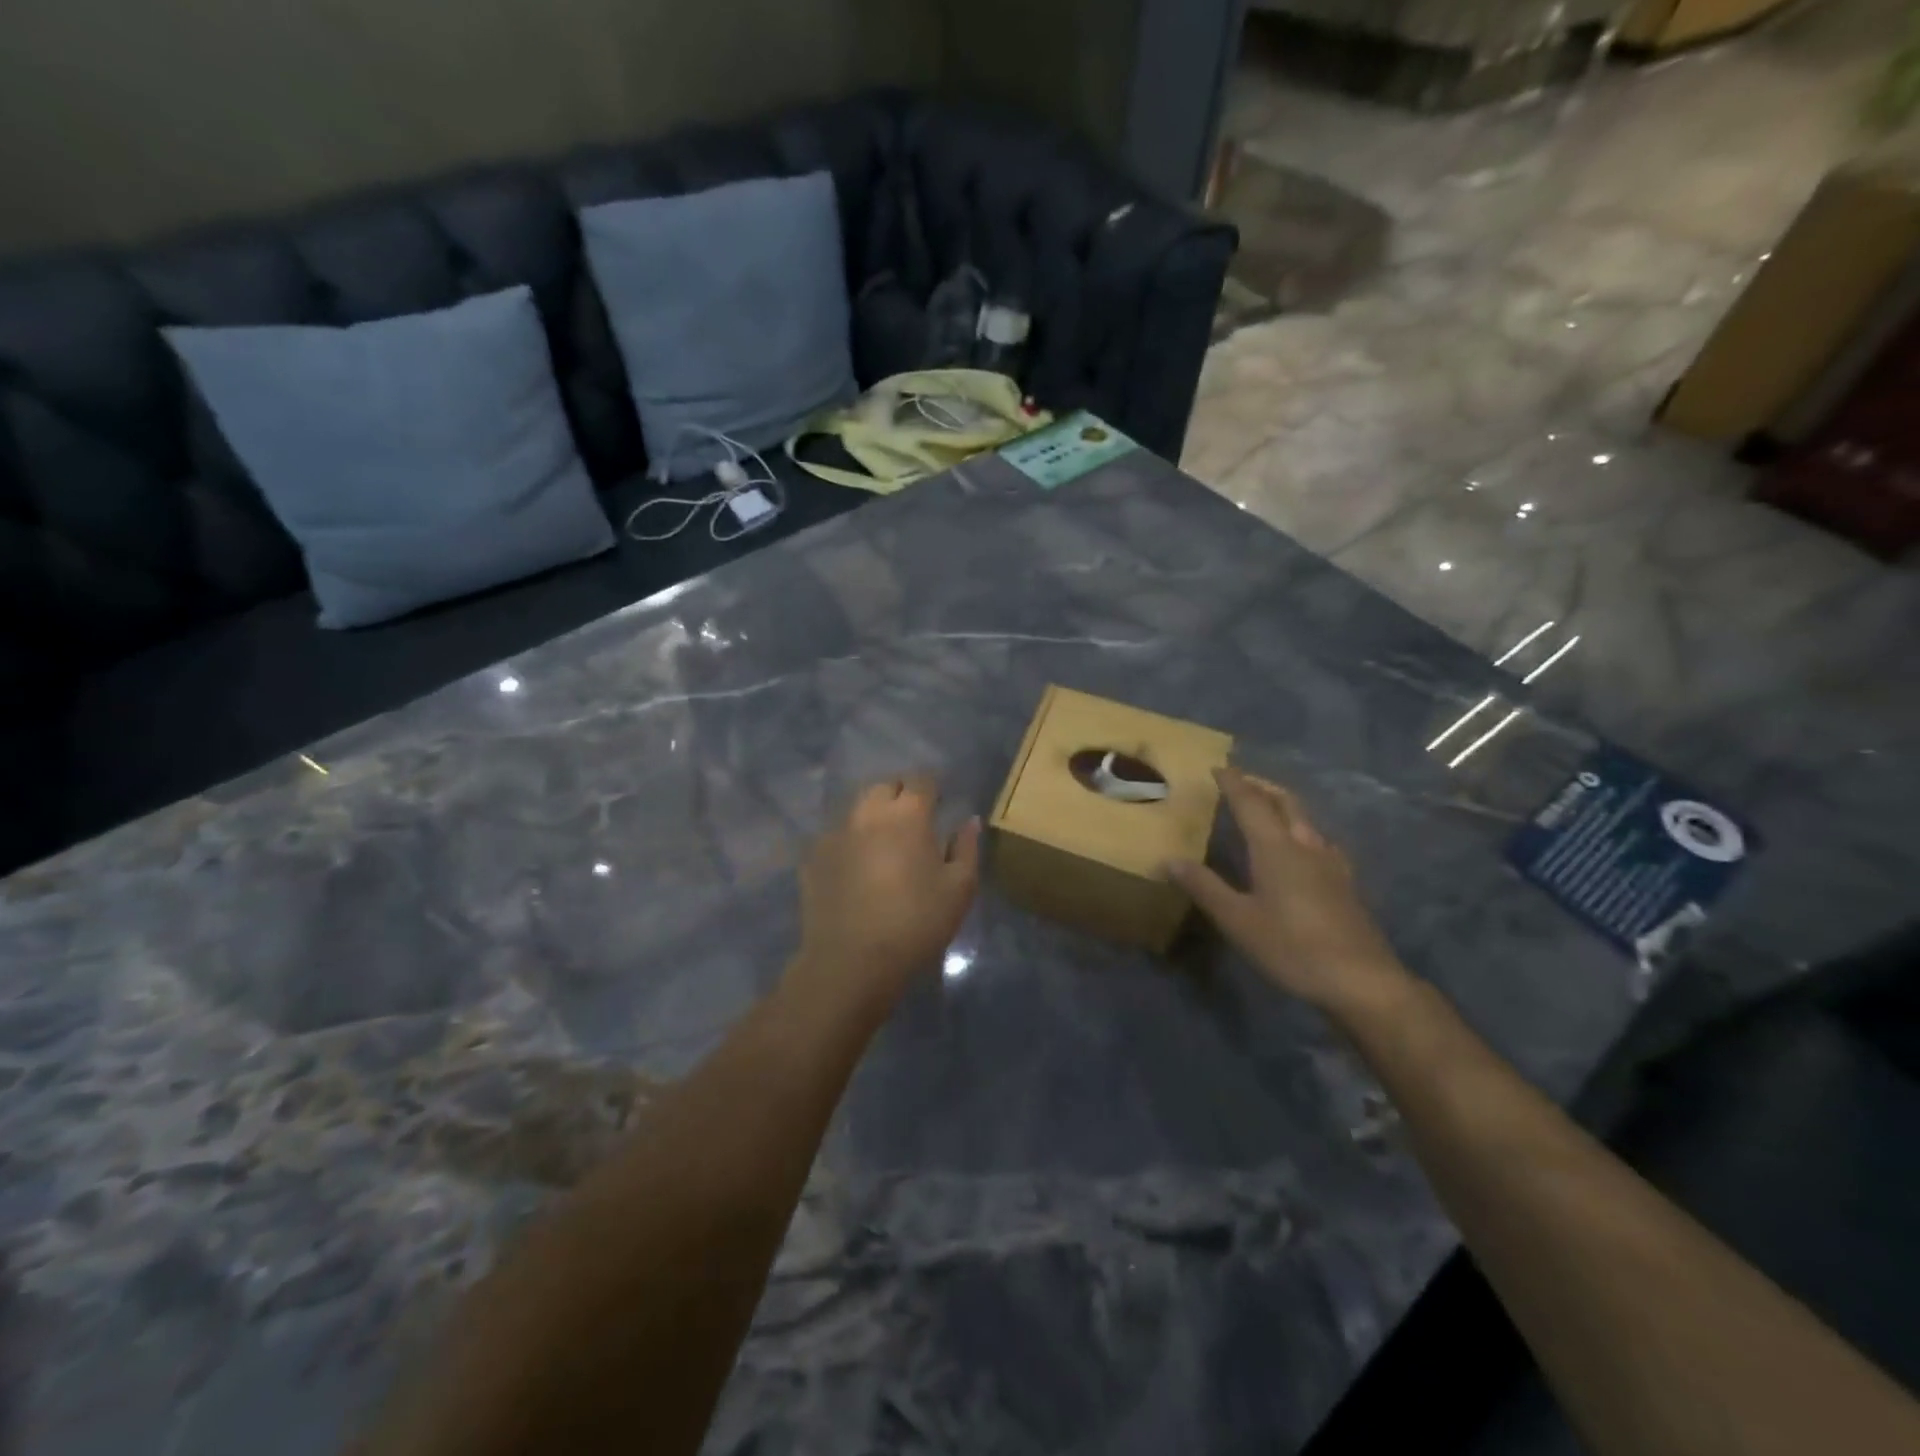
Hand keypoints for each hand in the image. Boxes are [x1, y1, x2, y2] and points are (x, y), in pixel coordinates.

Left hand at [788, 776, 980, 1019]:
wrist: (852, 961)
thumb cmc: (916, 923)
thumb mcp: (959, 889)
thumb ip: (966, 848)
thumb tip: (968, 821)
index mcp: (908, 814)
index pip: (921, 780)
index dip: (932, 789)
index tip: (940, 806)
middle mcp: (868, 813)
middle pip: (884, 786)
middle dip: (900, 795)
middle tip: (913, 823)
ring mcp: (835, 833)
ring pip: (857, 809)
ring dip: (872, 816)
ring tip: (883, 843)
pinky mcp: (813, 857)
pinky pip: (836, 836)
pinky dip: (849, 842)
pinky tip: (855, 868)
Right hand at [1167, 768, 1409, 1015]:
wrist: (1362, 981)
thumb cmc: (1292, 947)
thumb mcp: (1238, 920)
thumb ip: (1204, 887)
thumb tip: (1169, 860)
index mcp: (1276, 848)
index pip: (1251, 803)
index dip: (1233, 783)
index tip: (1218, 767)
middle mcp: (1305, 846)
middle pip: (1285, 802)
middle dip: (1261, 786)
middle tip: (1241, 781)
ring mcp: (1331, 864)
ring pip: (1305, 820)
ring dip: (1282, 805)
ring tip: (1265, 808)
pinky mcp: (1345, 883)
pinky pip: (1318, 840)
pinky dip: (1300, 829)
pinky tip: (1300, 848)